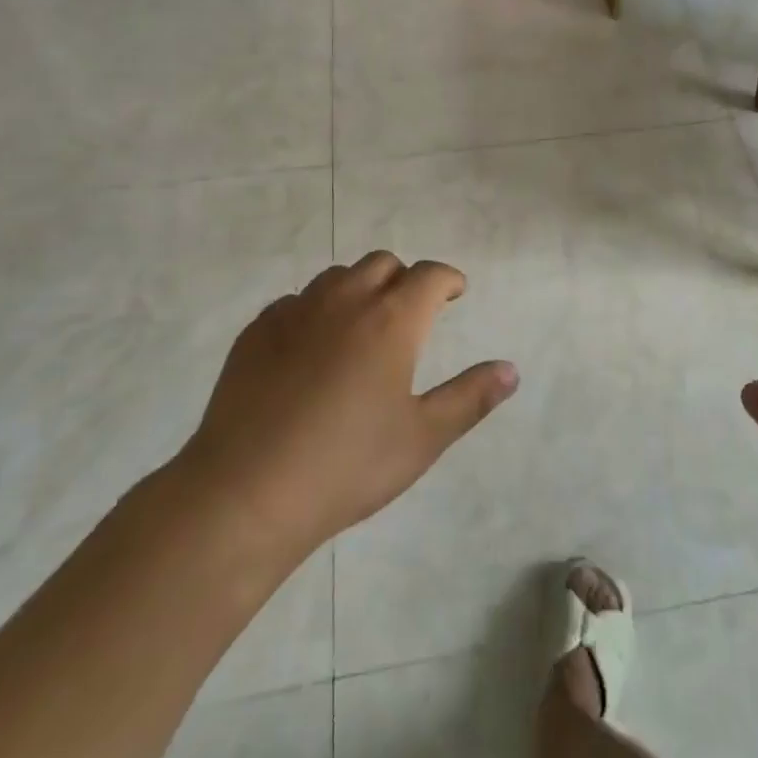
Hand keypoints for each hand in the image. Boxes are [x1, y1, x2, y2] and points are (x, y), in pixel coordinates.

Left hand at [169, 253, 516, 566]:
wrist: (245, 493)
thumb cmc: (346, 465)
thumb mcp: (422, 438)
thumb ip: (470, 398)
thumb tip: (511, 370)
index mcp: (391, 320)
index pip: (429, 274)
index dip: (447, 279)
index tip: (455, 293)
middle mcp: (345, 300)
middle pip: (383, 263)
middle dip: (404, 279)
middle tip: (410, 313)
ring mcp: (295, 312)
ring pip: (337, 276)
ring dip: (359, 288)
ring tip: (362, 326)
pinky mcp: (256, 331)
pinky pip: (296, 301)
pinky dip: (315, 311)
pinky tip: (311, 349)